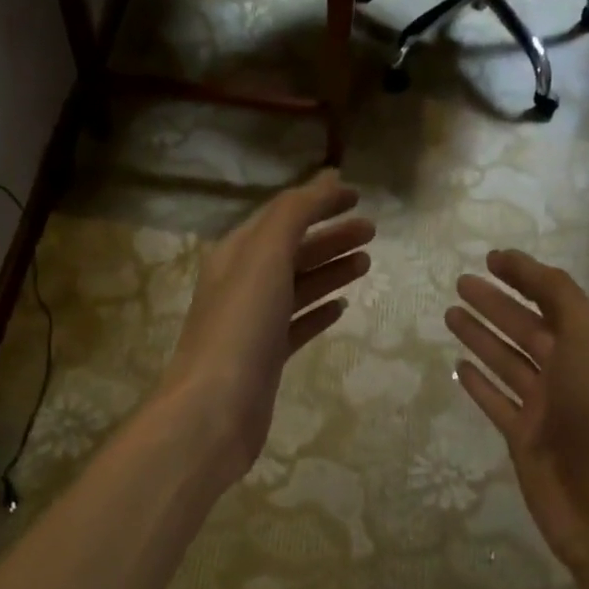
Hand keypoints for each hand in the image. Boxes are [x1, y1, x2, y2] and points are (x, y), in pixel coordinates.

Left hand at [159, 170, 373, 483]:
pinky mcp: (267, 357)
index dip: (318, 202)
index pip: (282, 216)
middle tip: (373, 231)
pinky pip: (298, 325)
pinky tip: (341, 308)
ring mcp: (254, 323)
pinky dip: (319, 311)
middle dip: (331, 236)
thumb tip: (326, 180)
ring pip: (299, 286)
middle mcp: (243, 284)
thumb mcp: (265, 257)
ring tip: (367, 263)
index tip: (358, 196)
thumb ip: (294, 214)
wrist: (215, 409)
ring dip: (330, 270)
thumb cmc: (241, 326)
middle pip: (293, 250)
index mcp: (237, 254)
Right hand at [446, 250, 588, 573]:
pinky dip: (478, 382)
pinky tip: (458, 366)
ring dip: (481, 336)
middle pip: (526, 326)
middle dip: (496, 303)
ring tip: (450, 314)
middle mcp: (570, 369)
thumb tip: (526, 269)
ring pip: (507, 361)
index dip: (525, 275)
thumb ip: (560, 297)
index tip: (491, 258)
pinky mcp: (523, 436)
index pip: (555, 297)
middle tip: (460, 284)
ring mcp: (545, 404)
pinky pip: (496, 400)